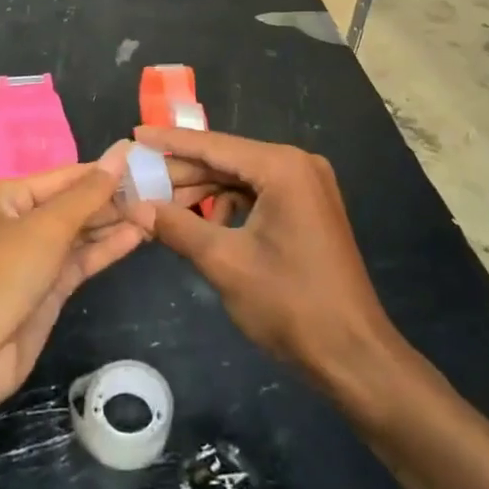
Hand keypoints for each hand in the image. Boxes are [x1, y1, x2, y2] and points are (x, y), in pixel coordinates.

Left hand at [0, 144, 147, 415]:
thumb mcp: (44, 227)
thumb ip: (87, 193)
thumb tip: (120, 154)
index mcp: (5, 197)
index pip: (64, 176)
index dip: (103, 170)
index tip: (144, 162)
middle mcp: (17, 224)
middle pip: (72, 204)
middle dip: (112, 199)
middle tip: (160, 190)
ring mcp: (31, 261)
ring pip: (79, 235)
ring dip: (114, 224)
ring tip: (156, 211)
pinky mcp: (44, 294)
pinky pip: (79, 263)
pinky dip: (105, 250)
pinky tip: (137, 236)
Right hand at [123, 128, 395, 389]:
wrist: (354, 355)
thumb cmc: (290, 305)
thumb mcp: (225, 263)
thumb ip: (178, 227)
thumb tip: (136, 206)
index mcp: (282, 167)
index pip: (214, 146)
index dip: (170, 142)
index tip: (134, 134)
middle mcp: (298, 165)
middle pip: (227, 161)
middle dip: (184, 174)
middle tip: (138, 181)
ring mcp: (307, 186)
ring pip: (241, 179)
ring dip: (204, 193)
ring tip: (162, 209)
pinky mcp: (309, 209)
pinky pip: (258, 196)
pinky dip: (229, 208)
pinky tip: (203, 228)